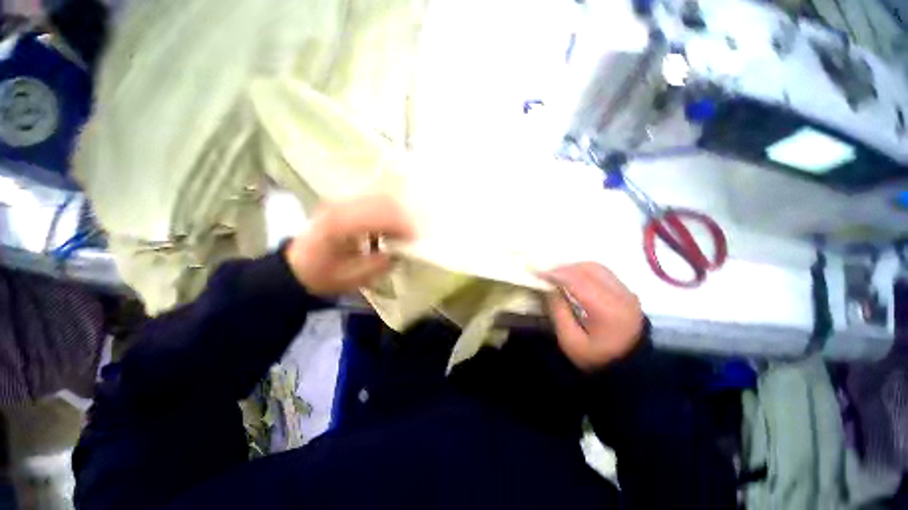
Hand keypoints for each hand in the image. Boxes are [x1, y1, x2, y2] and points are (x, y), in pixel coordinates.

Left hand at [285, 195, 415, 296]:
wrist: (297, 266)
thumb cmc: (323, 275)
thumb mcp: (352, 278)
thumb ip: (379, 264)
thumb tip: (400, 252)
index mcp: (338, 226)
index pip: (377, 215)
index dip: (401, 225)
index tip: (415, 239)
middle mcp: (339, 207)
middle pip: (382, 201)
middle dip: (403, 218)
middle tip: (411, 237)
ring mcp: (342, 202)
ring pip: (380, 199)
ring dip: (397, 215)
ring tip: (402, 234)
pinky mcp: (346, 203)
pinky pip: (375, 202)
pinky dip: (388, 214)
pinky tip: (389, 230)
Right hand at [541, 262, 643, 371]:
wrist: (631, 369)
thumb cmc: (597, 359)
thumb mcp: (570, 341)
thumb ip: (558, 312)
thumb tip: (548, 288)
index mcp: (607, 310)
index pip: (578, 281)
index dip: (555, 273)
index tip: (536, 272)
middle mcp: (620, 295)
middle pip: (588, 269)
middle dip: (563, 268)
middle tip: (545, 274)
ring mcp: (626, 292)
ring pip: (596, 267)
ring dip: (573, 267)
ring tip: (557, 275)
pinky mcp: (627, 292)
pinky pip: (602, 272)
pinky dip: (584, 271)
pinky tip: (573, 278)